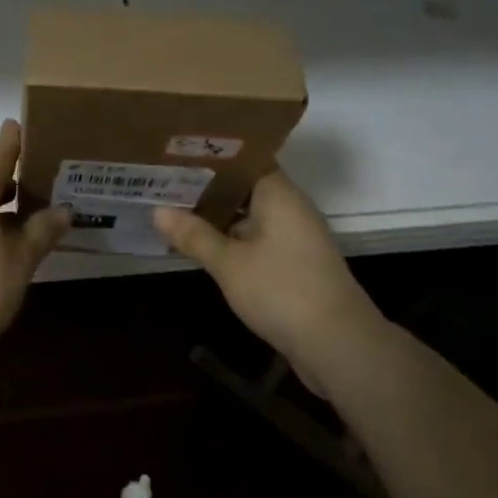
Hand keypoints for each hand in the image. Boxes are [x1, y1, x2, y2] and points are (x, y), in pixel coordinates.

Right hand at [153, 168, 386, 378]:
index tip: (179, 150)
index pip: (244, 157)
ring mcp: (296, 237)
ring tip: (176, 208)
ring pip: (250, 214)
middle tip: (166, 179)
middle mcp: (290, 207)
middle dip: (208, 185)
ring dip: (219, 215)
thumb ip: (194, 235)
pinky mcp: (296, 264)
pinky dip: (233, 239)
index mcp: (278, 193)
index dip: (212, 153)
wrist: (340, 347)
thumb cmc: (282, 290)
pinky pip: (258, 238)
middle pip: (244, 185)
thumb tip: (158, 210)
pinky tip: (204, 245)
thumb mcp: (229, 263)